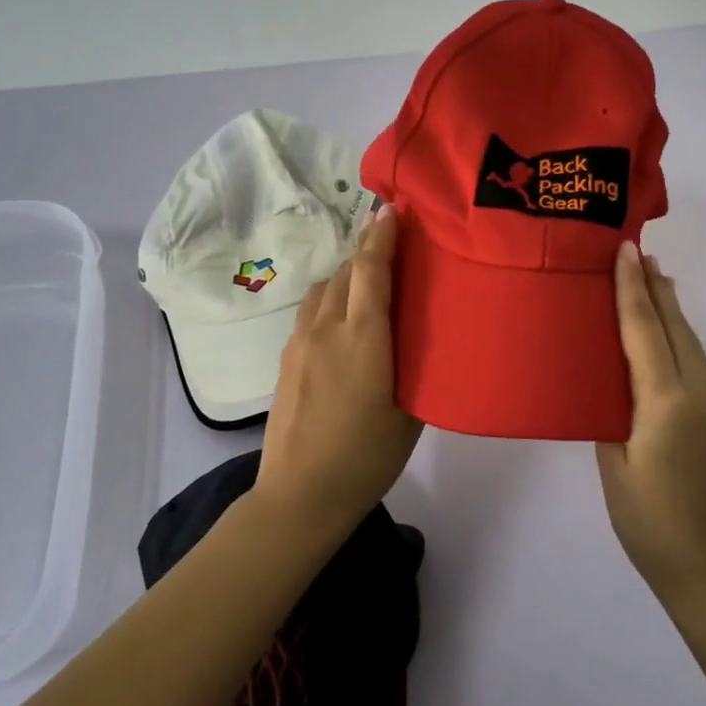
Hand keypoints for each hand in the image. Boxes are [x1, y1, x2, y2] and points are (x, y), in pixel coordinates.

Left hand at [256, 204, 422, 536]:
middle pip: (346, 271)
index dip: (382, 235)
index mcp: (363, 337)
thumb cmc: (367, 457)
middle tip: (394, 245)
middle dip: (368, 251)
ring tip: (370, 284)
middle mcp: (327, 329)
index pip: (371, 269)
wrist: (300, 496)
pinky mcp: (286, 360)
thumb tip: (420, 337)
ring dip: (347, 276)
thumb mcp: (411, 413)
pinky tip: (344, 322)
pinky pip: (311, 312)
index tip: (393, 209)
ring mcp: (300, 343)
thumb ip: (415, 365)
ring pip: (324, 289)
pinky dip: (331, 300)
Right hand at [597, 242, 705, 604]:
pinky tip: (669, 341)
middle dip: (657, 289)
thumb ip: (613, 420)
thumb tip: (613, 391)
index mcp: (667, 404)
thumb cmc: (653, 528)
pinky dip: (681, 343)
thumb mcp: (615, 471)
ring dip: (671, 313)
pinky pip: (700, 368)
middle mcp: (702, 394)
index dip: (632, 290)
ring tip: (654, 282)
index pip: (645, 332)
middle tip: (639, 253)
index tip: (626, 251)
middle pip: (676, 328)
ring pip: (692, 346)